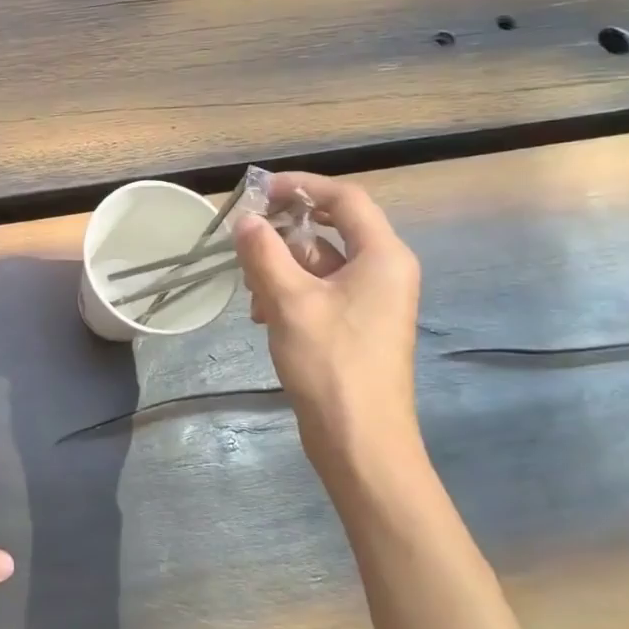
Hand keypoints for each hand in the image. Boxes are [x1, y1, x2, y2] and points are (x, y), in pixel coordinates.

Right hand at [233, 173, 423, 481]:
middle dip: (283, 235)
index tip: (258, 192)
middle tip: (244, 243)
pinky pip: (320, 291)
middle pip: (330, 230)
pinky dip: (290, 293)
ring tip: (252, 294)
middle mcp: (384, 271)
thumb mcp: (289, 301)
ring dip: (281, 269)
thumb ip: (264, 253)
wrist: (361, 442)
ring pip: (320, 263)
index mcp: (383, 256)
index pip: (343, 199)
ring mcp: (371, 301)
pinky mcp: (356, 326)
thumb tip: (245, 220)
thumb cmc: (331, 364)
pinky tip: (263, 316)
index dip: (300, 186)